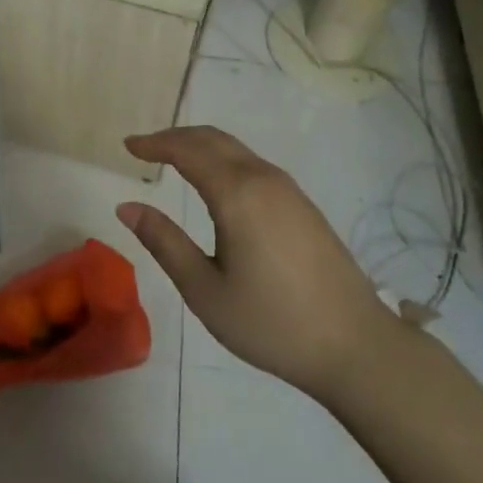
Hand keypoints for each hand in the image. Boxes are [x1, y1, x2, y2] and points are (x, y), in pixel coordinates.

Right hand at [117, 126, 400, 401]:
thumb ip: (164, 242)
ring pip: (236, 149)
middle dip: (176, 137)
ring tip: (173, 159)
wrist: (355, 345)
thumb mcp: (205, 290)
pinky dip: (223, 159)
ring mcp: (288, 189)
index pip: (187, 151)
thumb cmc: (271, 322)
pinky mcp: (303, 205)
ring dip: (201, 145)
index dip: (155, 144)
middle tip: (145, 147)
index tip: (128, 146)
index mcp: (237, 193)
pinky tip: (215, 183)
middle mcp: (263, 178)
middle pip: (213, 139)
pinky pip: (253, 164)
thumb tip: (127, 206)